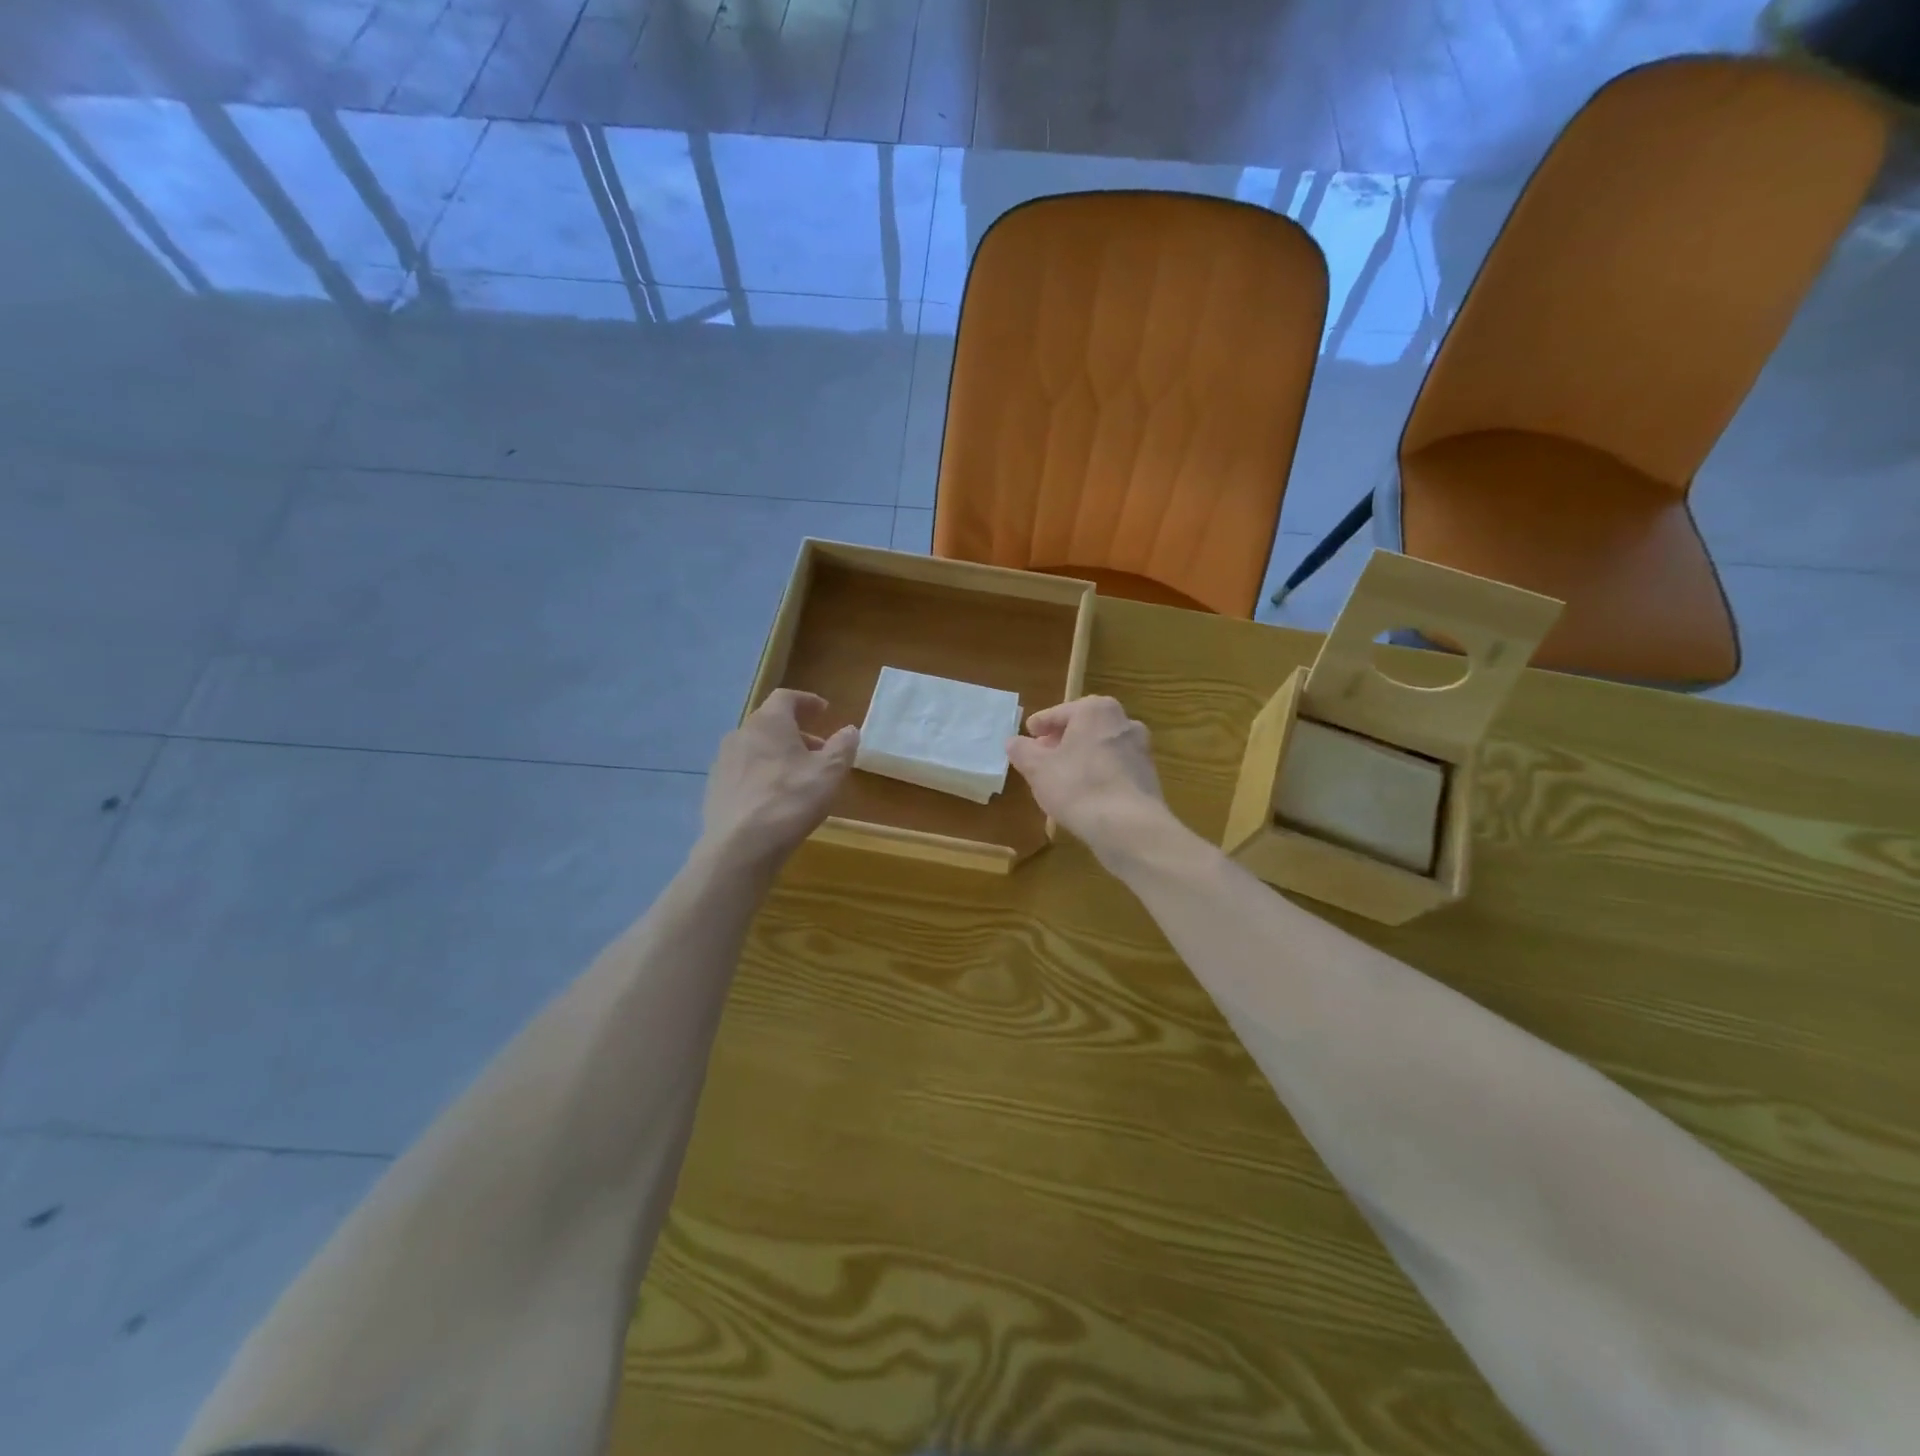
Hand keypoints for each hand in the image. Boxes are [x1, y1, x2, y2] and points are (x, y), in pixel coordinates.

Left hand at [701, 690, 856, 870]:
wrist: (740, 846)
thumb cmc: (791, 800)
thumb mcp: (830, 772)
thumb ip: (842, 746)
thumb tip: (850, 729)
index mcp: (768, 722)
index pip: (786, 698)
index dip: (807, 702)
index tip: (824, 711)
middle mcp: (740, 734)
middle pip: (770, 723)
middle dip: (796, 732)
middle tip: (819, 750)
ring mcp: (723, 761)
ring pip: (756, 748)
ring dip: (778, 754)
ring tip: (799, 776)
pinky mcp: (714, 788)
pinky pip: (743, 771)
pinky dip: (762, 775)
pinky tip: (774, 798)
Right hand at [1006, 696, 1173, 866]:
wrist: (1128, 826)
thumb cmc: (1077, 787)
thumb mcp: (1037, 768)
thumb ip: (1022, 751)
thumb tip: (1014, 742)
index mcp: (1096, 710)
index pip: (1059, 712)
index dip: (1040, 724)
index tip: (1028, 734)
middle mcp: (1123, 721)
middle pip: (1084, 727)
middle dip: (1062, 739)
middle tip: (1042, 755)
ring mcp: (1141, 749)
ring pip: (1101, 747)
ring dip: (1081, 757)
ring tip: (1061, 777)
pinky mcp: (1148, 776)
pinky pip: (1115, 768)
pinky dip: (1098, 774)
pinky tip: (1085, 794)